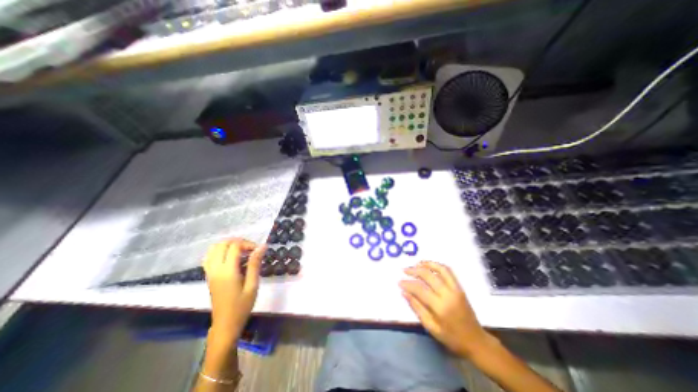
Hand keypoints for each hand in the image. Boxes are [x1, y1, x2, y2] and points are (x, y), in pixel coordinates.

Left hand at [205, 237, 267, 338]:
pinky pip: (209, 257)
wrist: (225, 325)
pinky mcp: (208, 276)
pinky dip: (220, 251)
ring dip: (228, 245)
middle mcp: (215, 269)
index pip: (234, 246)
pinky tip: (230, 257)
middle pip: (222, 244)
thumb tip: (262, 246)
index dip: (248, 244)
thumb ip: (255, 264)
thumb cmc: (242, 306)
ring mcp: (210, 272)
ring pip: (213, 249)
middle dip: (238, 242)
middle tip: (251, 250)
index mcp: (227, 271)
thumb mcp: (252, 285)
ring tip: (241, 251)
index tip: (259, 250)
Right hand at [401, 261, 493, 358]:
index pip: (419, 289)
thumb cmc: (452, 338)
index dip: (407, 284)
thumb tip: (404, 292)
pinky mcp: (460, 287)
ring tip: (416, 263)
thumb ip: (417, 308)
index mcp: (440, 307)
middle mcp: (448, 294)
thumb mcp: (431, 327)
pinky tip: (429, 266)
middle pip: (428, 275)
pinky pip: (448, 271)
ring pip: (439, 269)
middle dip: (414, 270)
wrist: (476, 341)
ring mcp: (455, 289)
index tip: (399, 282)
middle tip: (404, 270)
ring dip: (426, 264)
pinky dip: (437, 265)